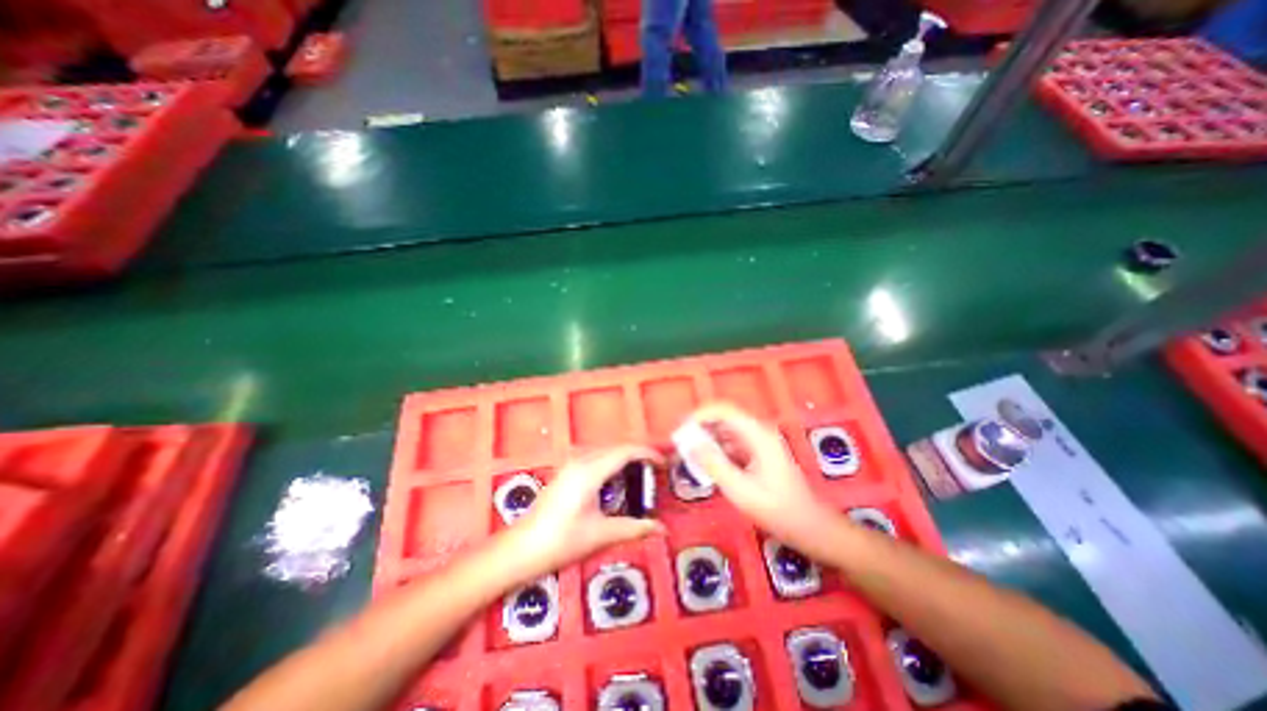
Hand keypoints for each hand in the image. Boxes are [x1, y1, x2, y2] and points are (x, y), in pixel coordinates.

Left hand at [506, 447, 667, 580]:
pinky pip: (595, 459)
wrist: (519, 550)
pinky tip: (615, 484)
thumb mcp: (600, 535)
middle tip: (655, 473)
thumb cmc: (560, 542)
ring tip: (639, 477)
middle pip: (616, 449)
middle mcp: (580, 461)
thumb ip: (634, 528)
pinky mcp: (565, 473)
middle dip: (638, 456)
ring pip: (605, 453)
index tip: (663, 464)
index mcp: (590, 471)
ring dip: (624, 460)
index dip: (647, 453)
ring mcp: (570, 466)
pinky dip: (611, 465)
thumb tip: (662, 529)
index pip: (625, 451)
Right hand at [678, 402, 837, 553]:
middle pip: (724, 418)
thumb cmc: (777, 510)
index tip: (682, 428)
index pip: (724, 410)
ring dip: (707, 438)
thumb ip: (714, 465)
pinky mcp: (758, 454)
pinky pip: (732, 444)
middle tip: (681, 442)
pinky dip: (717, 450)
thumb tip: (691, 444)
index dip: (701, 415)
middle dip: (701, 427)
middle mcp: (759, 432)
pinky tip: (707, 464)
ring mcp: (759, 443)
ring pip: (726, 431)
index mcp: (757, 435)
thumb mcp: (740, 490)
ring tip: (689, 454)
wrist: (810, 527)